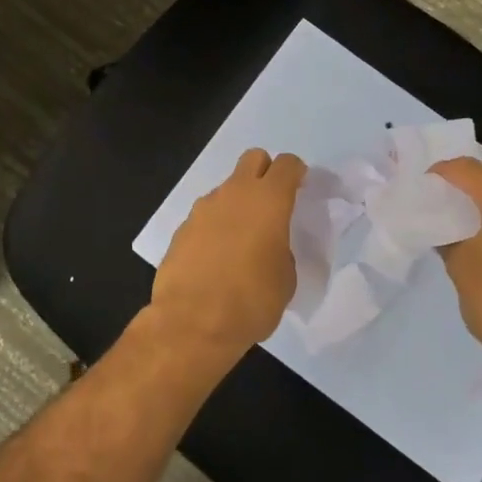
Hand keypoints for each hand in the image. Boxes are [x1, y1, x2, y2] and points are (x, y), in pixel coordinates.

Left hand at [149, 148, 306, 362]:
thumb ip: (282, 251)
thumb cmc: (252, 301)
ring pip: (226, 189)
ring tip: (241, 241)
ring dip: (237, 204)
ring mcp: (203, 209)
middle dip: (265, 173)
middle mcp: (234, 194)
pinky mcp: (182, 228)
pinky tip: (216, 258)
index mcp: (269, 200)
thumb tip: (270, 248)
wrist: (193, 322)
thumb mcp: (286, 279)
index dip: (297, 174)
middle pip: (253, 159)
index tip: (300, 191)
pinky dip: (214, 227)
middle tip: (271, 205)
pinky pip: (205, 216)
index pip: (287, 164)